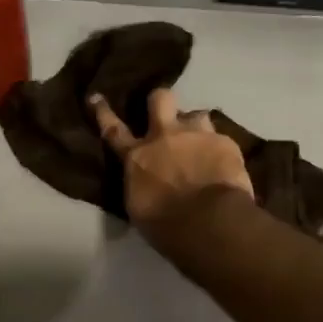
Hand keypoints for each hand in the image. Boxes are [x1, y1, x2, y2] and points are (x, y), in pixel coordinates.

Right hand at [90, 88, 253, 230]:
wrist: (208, 223)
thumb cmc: (165, 224)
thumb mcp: (138, 205)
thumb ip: (139, 182)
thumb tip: (143, 178)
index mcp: (137, 156)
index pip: (114, 130)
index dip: (104, 113)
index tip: (96, 97)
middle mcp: (165, 136)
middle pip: (161, 98)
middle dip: (161, 101)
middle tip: (166, 114)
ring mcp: (197, 135)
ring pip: (197, 115)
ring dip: (196, 128)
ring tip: (202, 144)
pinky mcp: (225, 143)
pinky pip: (221, 139)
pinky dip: (220, 151)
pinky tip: (224, 165)